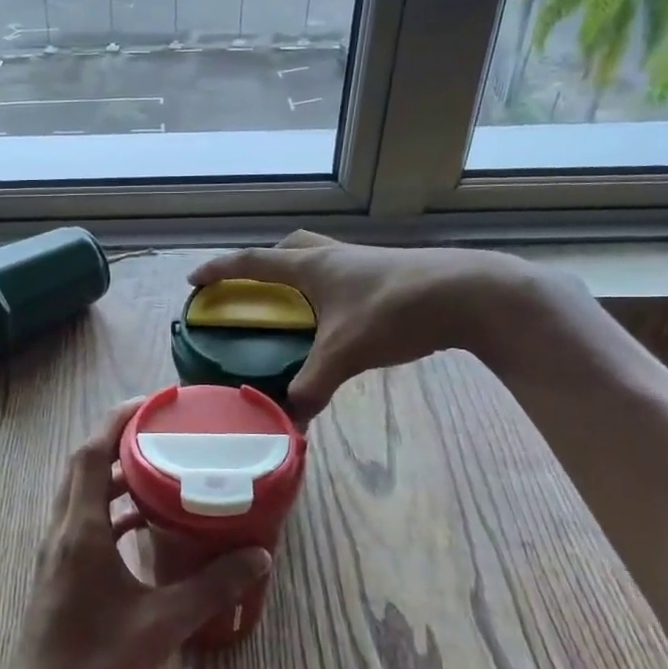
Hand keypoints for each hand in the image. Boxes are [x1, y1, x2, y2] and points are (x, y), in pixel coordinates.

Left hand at [0, 401, 271, 668]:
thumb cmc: (95, 667)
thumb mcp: (161, 625)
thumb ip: (211, 587)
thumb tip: (258, 555)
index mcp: (81, 530)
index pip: (92, 453)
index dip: (117, 420)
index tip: (152, 404)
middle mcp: (64, 529)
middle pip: (85, 465)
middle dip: (120, 440)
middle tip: (163, 431)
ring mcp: (58, 550)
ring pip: (83, 492)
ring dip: (116, 475)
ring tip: (161, 469)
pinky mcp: (60, 570)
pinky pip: (86, 521)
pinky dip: (112, 509)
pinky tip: (145, 524)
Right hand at [190, 231, 544, 422]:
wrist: (472, 294)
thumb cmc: (396, 311)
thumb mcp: (347, 353)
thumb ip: (313, 386)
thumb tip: (290, 420)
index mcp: (312, 267)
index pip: (254, 261)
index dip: (221, 270)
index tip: (195, 279)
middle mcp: (334, 256)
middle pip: (289, 248)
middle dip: (264, 263)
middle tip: (253, 287)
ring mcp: (364, 262)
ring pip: (320, 258)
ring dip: (300, 274)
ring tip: (295, 306)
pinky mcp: (390, 273)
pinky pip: (345, 274)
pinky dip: (330, 290)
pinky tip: (340, 319)